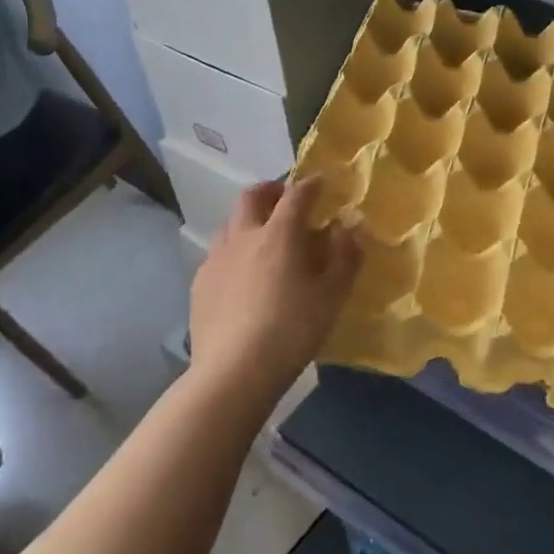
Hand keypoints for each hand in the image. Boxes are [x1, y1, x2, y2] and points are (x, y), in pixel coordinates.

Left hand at [187, 177, 362, 406]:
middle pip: (251, 197)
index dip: (311, 184)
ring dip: (248, 219)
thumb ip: (347, 256)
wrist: (234, 372)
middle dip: (270, 191)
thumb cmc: (292, 329)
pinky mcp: (199, 285)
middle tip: (286, 199)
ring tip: (263, 237)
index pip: (296, 195)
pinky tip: (242, 274)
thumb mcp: (332, 295)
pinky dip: (234, 250)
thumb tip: (354, 226)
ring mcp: (215, 260)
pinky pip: (217, 254)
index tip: (322, 181)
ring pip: (229, 224)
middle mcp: (243, 237)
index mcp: (278, 234)